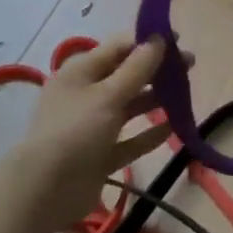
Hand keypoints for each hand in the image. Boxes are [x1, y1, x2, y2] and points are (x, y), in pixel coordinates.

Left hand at [4, 36, 178, 231]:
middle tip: (189, 67)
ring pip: (129, 107)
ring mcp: (92, 127)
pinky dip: (149, 133)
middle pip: (126, 76)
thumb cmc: (75, 132)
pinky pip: (129, 139)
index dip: (147, 42)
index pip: (118, 48)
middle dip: (156, 71)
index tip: (177, 41)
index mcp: (81, 73)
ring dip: (155, 100)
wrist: (43, 193)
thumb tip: (158, 38)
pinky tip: (173, 127)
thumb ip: (137, 68)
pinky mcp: (100, 155)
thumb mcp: (108, 95)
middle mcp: (86, 95)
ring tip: (184, 95)